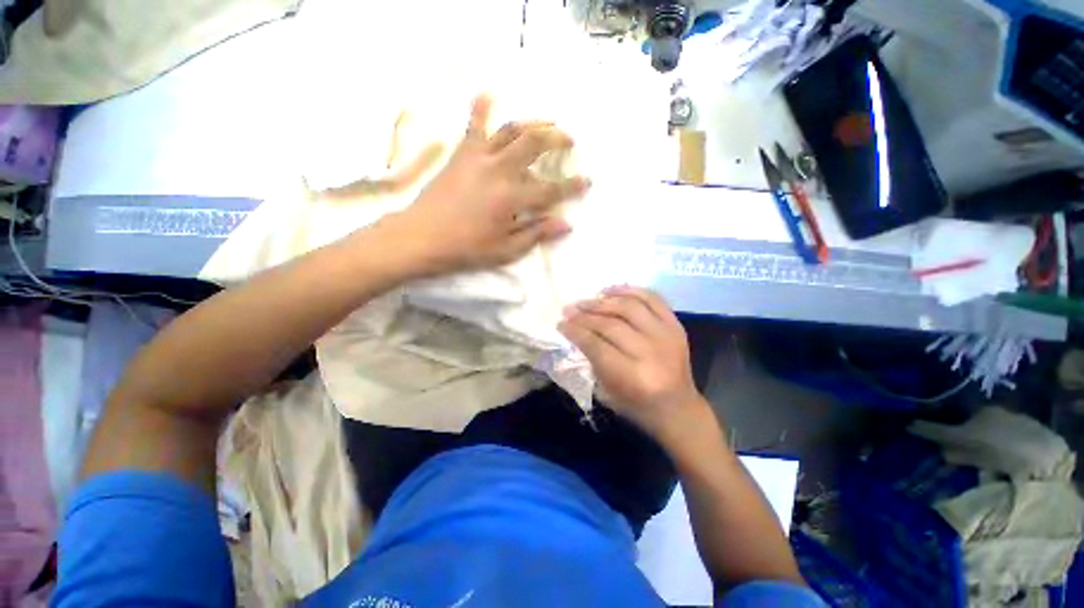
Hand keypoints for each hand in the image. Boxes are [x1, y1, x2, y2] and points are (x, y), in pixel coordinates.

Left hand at [391, 95, 590, 275]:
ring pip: (511, 130)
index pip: (550, 189)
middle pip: (534, 144)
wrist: (421, 238)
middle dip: (556, 138)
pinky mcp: (461, 154)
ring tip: (546, 121)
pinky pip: (473, 126)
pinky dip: (481, 107)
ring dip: (532, 122)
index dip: (571, 186)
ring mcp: (478, 158)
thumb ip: (536, 234)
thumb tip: (565, 224)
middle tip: (569, 139)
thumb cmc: (466, 249)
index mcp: (512, 198)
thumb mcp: (506, 250)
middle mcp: (499, 171)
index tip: (587, 181)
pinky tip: (488, 93)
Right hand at [558, 286, 710, 445]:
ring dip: (603, 301)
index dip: (575, 331)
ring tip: (586, 300)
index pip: (596, 345)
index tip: (561, 323)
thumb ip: (592, 359)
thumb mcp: (607, 391)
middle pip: (611, 324)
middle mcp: (651, 353)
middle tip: (569, 310)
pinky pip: (652, 299)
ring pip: (629, 307)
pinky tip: (611, 291)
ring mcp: (667, 336)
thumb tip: (576, 331)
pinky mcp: (675, 326)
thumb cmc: (637, 406)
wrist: (678, 408)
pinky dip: (630, 290)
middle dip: (585, 315)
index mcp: (633, 377)